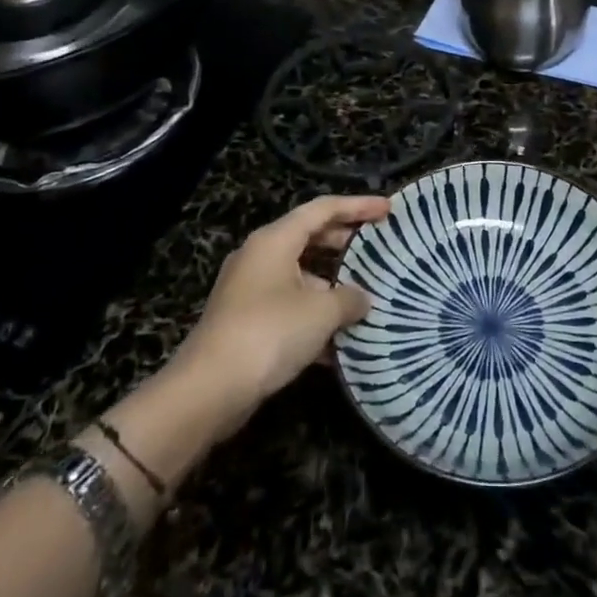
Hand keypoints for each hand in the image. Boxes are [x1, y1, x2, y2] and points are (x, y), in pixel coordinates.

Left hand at [170, 195, 386, 432]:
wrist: (208, 390)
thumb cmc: (269, 333)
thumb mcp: (321, 313)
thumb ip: (349, 298)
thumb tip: (362, 298)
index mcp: (275, 240)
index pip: (323, 209)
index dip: (358, 206)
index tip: (388, 210)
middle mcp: (260, 256)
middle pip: (310, 237)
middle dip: (345, 243)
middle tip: (378, 248)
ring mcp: (250, 290)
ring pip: (300, 275)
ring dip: (332, 285)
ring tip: (366, 297)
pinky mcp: (246, 321)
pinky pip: (289, 305)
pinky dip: (314, 314)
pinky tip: (340, 340)